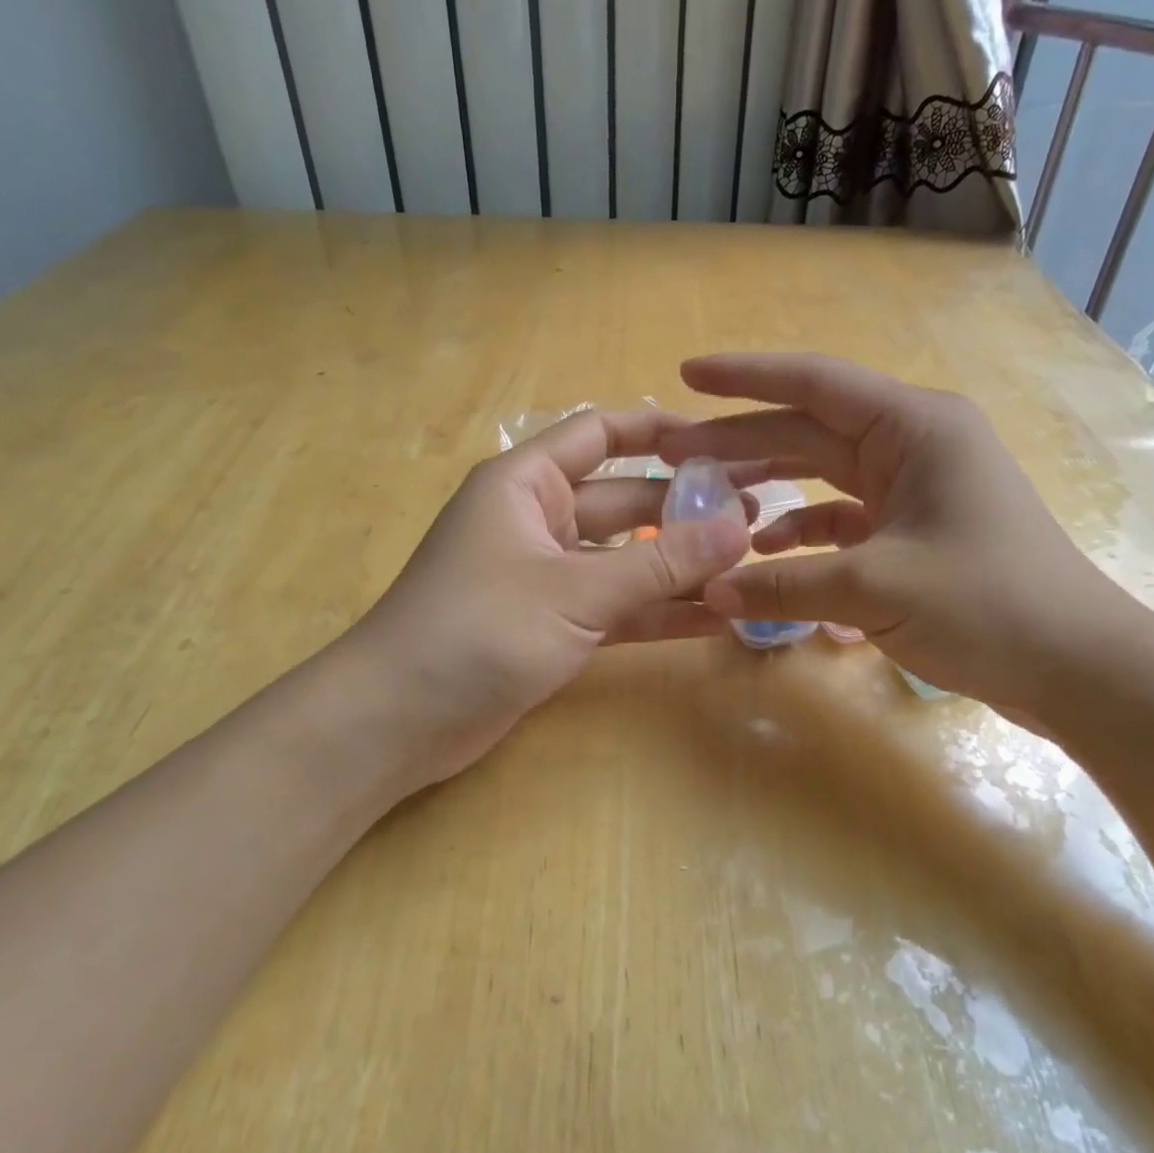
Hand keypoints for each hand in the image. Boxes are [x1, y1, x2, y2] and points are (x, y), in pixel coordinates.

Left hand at [335, 409, 754, 794]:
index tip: (723, 444)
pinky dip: (657, 613)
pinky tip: (713, 620)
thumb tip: (737, 529)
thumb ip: (659, 562)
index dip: (660, 432)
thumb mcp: (575, 590)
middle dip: (686, 509)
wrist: (398, 720)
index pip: (602, 434)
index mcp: (527, 484)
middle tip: (756, 520)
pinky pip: (616, 608)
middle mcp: (539, 520)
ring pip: (626, 559)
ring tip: (747, 567)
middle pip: (625, 501)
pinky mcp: (554, 626)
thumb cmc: (478, 629)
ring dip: (679, 566)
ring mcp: (547, 577)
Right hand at [656, 353, 1138, 729]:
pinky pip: (842, 518)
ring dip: (767, 484)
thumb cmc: (987, 605)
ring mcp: (914, 488)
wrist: (1076, 666)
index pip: (814, 383)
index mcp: (914, 427)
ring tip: (707, 497)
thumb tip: (712, 592)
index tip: (687, 375)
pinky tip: (766, 552)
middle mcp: (913, 444)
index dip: (745, 377)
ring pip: (822, 473)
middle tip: (672, 449)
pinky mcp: (913, 530)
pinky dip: (802, 532)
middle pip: (808, 429)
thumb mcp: (875, 589)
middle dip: (740, 438)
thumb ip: (786, 585)